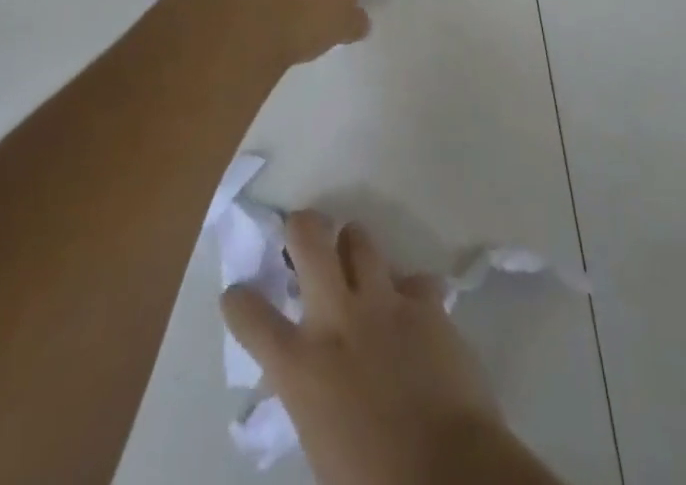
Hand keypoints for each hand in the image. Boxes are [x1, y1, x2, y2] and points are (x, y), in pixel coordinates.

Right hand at [221, 212, 501, 484]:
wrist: (446, 474)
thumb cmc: (372, 481)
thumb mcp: (319, 439)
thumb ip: (311, 392)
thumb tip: (313, 377)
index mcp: (300, 367)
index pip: (251, 317)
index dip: (239, 301)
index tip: (239, 294)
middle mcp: (336, 318)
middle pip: (309, 239)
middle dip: (303, 227)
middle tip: (304, 233)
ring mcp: (383, 302)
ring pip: (360, 239)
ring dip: (354, 247)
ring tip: (358, 261)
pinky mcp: (425, 302)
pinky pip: (414, 279)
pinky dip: (410, 291)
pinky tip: (416, 309)